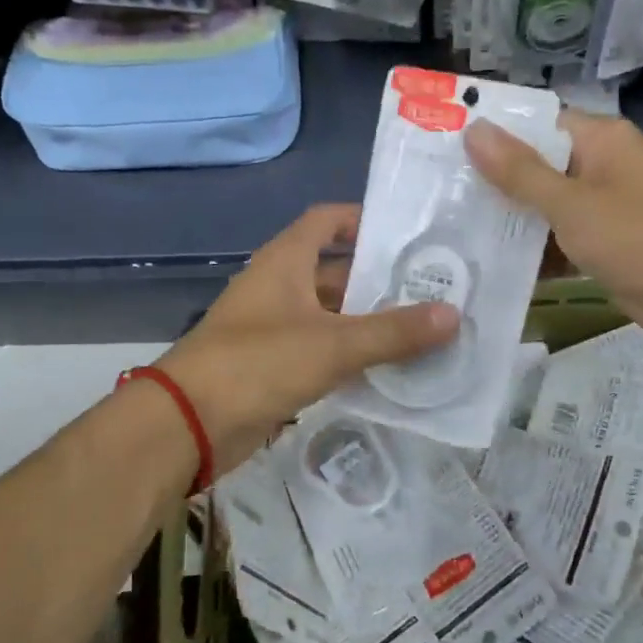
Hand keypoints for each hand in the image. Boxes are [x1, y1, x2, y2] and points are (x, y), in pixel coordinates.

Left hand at [156, 204, 459, 477]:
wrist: (189, 423)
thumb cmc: (258, 363)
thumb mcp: (333, 343)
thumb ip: (394, 331)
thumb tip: (454, 315)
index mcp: (285, 261)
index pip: (326, 221)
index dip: (362, 219)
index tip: (406, 232)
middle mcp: (279, 287)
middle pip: (336, 271)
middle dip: (380, 279)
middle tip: (433, 287)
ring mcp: (274, 328)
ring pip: (332, 315)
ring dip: (369, 321)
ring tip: (423, 328)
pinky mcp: (274, 366)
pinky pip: (322, 351)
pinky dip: (352, 355)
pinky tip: (390, 368)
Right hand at [465, 112, 642, 353]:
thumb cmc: (641, 239)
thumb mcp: (573, 204)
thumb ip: (520, 171)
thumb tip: (474, 128)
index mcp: (601, 140)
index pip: (537, 123)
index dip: (493, 132)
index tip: (442, 144)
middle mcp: (602, 167)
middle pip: (537, 166)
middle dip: (493, 181)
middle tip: (436, 193)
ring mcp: (604, 209)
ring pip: (545, 207)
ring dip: (509, 220)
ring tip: (448, 228)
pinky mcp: (604, 247)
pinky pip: (559, 240)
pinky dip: (533, 251)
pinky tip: (488, 263)